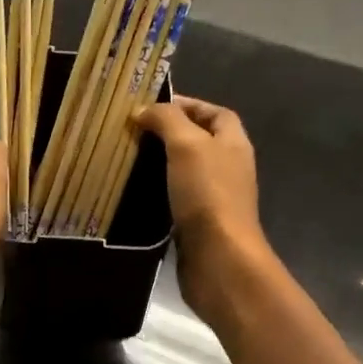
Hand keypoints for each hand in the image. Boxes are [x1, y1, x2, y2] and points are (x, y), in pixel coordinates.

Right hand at [132, 96, 272, 321]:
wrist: (219, 258)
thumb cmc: (207, 194)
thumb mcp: (186, 144)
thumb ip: (167, 120)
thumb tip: (145, 110)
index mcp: (234, 144)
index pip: (216, 113)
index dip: (189, 105)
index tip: (153, 106)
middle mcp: (229, 167)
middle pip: (200, 140)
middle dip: (169, 133)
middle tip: (134, 132)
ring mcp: (215, 197)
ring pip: (186, 170)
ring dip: (161, 163)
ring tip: (129, 158)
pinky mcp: (199, 223)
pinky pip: (177, 197)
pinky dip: (159, 191)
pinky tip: (136, 191)